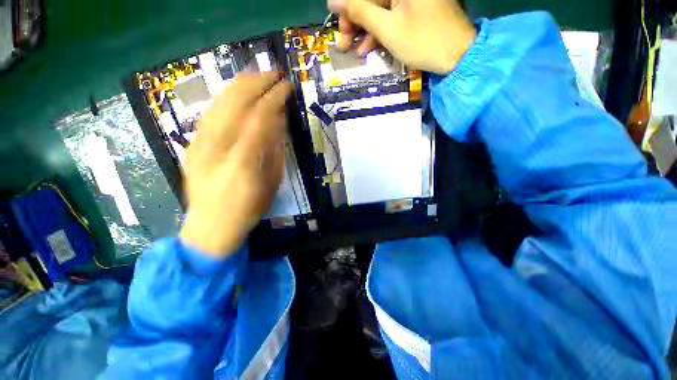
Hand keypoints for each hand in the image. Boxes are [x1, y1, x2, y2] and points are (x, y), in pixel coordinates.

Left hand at [179, 72, 291, 257]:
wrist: (210, 227)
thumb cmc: (248, 209)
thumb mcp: (271, 182)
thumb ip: (275, 149)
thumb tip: (279, 120)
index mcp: (242, 161)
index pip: (259, 117)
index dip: (274, 97)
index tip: (287, 86)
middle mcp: (216, 148)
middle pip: (234, 102)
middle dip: (255, 82)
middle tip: (273, 74)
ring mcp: (198, 145)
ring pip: (217, 103)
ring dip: (239, 85)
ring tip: (256, 77)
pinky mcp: (190, 146)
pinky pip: (208, 114)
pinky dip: (225, 100)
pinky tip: (236, 95)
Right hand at [328, 0, 476, 74]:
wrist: (456, 55)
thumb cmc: (422, 40)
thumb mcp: (387, 28)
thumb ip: (360, 12)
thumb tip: (334, 1)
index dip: (348, 7)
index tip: (338, 24)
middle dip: (356, 21)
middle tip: (344, 42)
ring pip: (380, 9)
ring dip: (365, 30)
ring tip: (355, 51)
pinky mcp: (416, 8)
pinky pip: (392, 16)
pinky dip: (380, 31)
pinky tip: (369, 47)